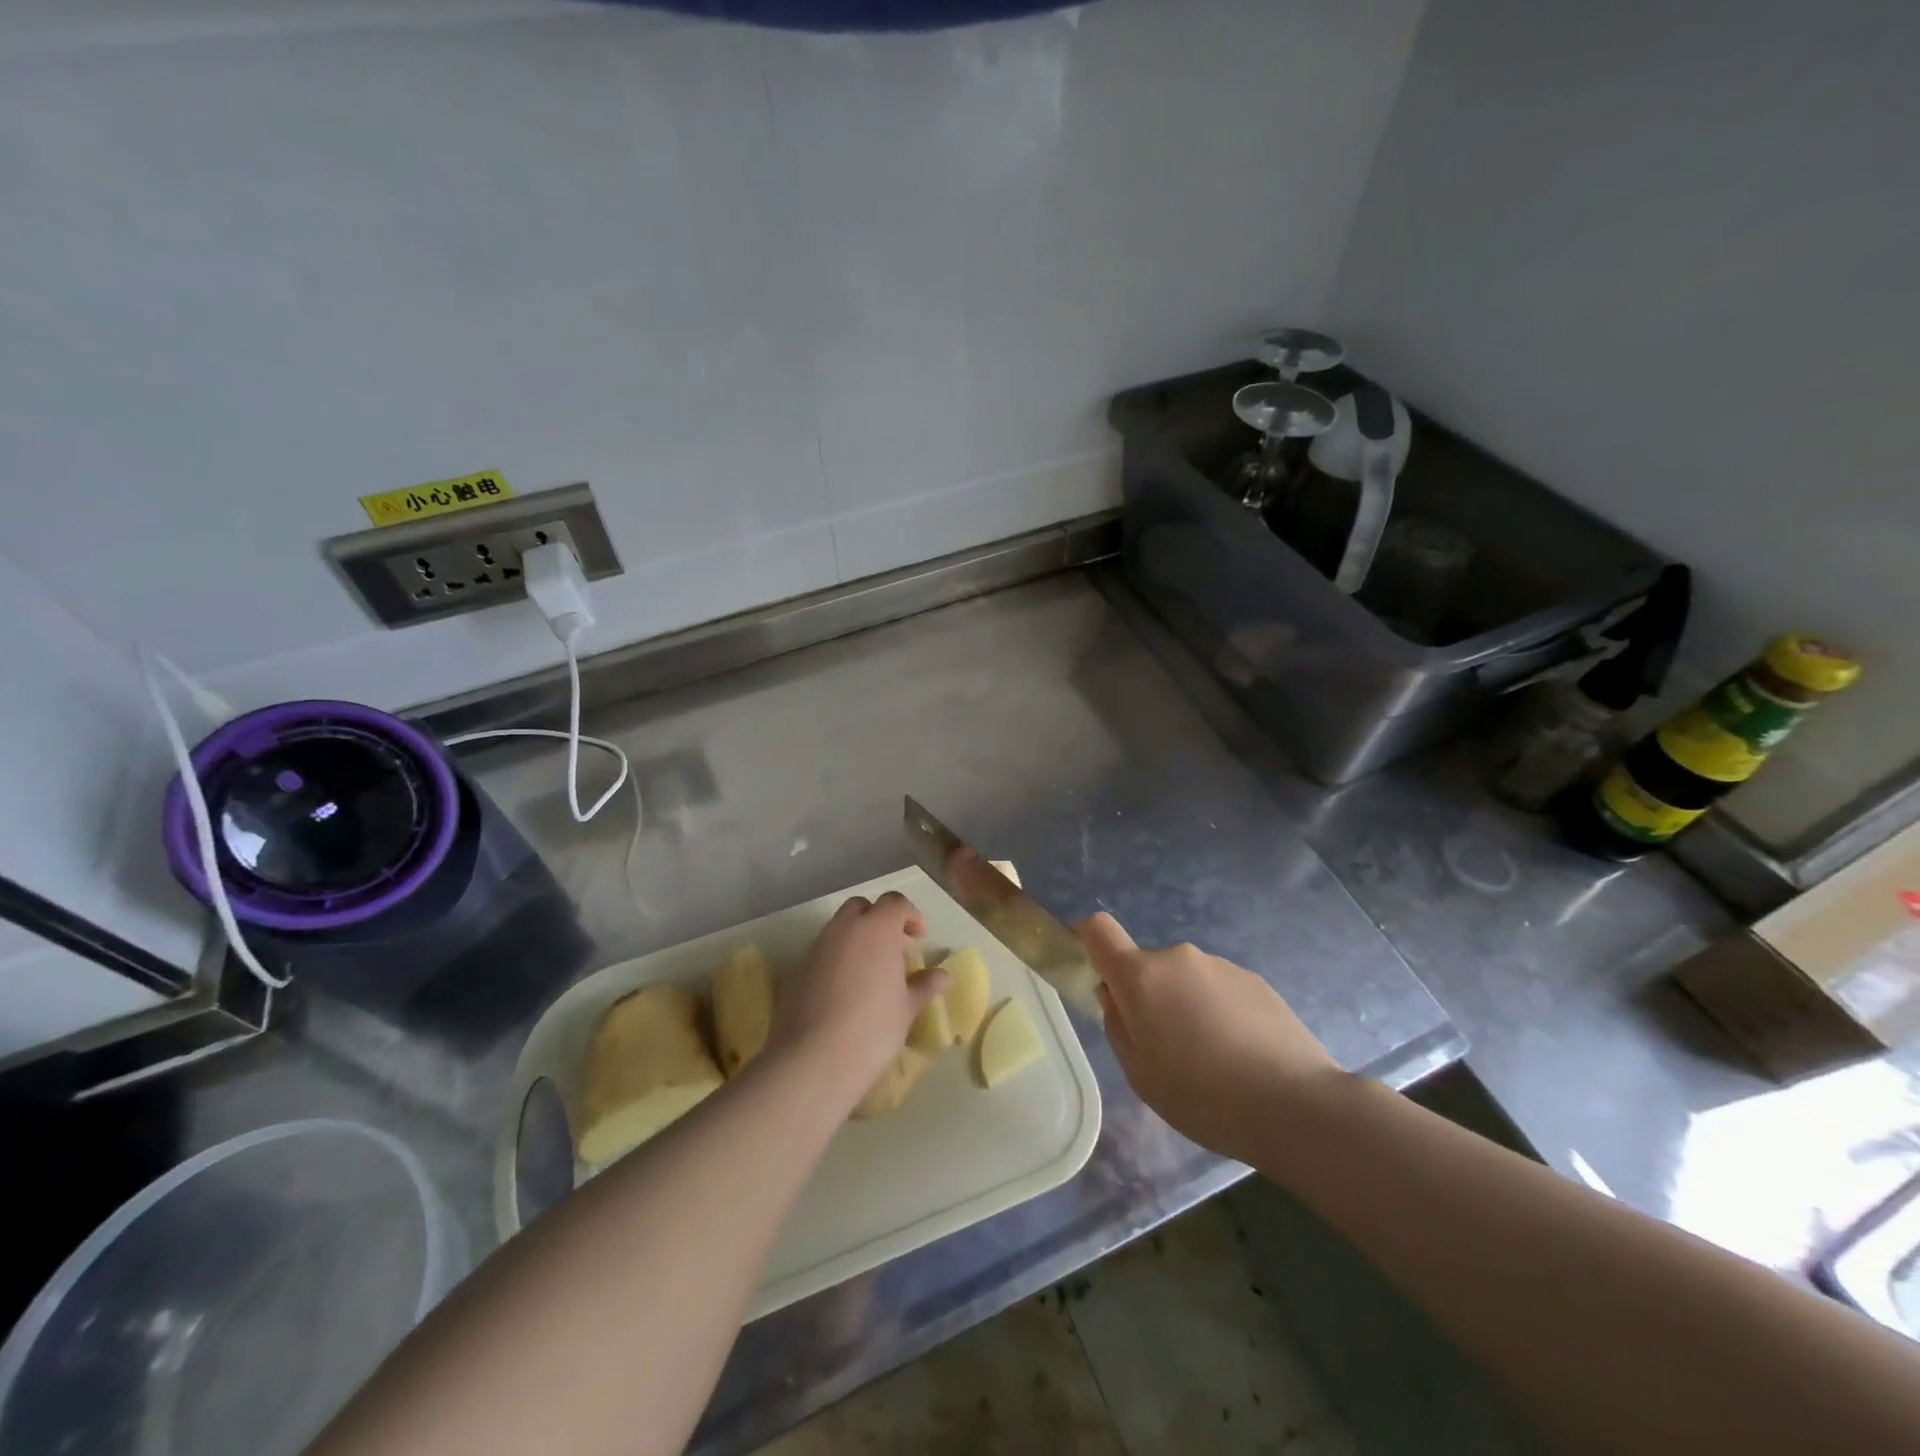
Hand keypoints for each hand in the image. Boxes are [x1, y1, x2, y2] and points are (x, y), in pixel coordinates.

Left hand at [772, 891, 946, 1095]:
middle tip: (892, 948)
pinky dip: (835, 960)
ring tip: (868, 972)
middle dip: (878, 919)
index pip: (895, 903)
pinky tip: (843, 991)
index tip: (919, 937)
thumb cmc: (873, 1028)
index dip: (910, 915)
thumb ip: (924, 985)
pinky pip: (821, 952)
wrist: (814, 1058)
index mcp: (877, 929)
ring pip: (838, 928)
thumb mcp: (907, 1008)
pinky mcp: (796, 970)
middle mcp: (844, 929)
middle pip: (861, 907)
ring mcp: (816, 947)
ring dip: (855, 939)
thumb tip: (941, 975)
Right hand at [1078, 912, 1337, 1162]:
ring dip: (1185, 1005)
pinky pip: (1218, 989)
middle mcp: (1178, 957)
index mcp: (1141, 976)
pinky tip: (1241, 1054)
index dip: (1085, 937)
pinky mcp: (1255, 980)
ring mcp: (1220, 965)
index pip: (1098, 929)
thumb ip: (1118, 1026)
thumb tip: (1115, 996)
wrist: (1296, 1105)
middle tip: (1165, 1047)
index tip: (1087, 963)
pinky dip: (1218, 1011)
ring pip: (1185, 979)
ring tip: (1212, 1059)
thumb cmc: (1203, 1096)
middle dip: (1146, 996)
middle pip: (1145, 966)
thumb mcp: (1140, 1074)